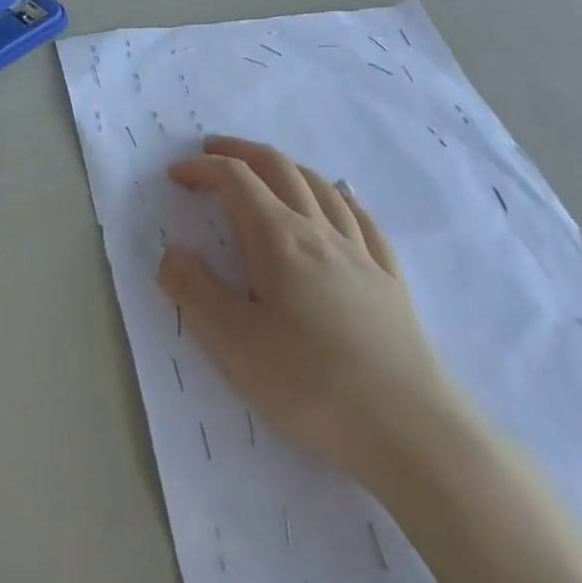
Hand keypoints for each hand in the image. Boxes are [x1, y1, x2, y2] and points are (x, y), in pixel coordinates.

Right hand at [158, 136, 473, 499]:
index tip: (176, 175)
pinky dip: (341, 197)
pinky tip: (340, 202)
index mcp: (278, 240)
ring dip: (287, 167)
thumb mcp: (235, 345)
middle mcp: (319, 232)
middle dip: (241, 152)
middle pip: (280, 169)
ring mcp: (361, 254)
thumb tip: (170, 252)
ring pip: (322, 187)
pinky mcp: (390, 281)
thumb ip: (196, 292)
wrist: (411, 431)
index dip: (203, 168)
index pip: (236, 180)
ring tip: (267, 171)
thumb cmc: (311, 385)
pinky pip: (363, 219)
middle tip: (213, 150)